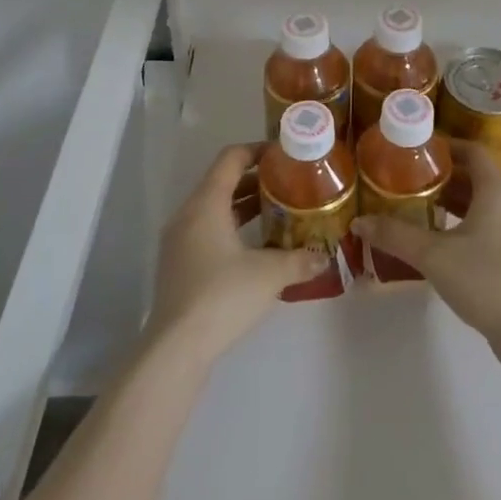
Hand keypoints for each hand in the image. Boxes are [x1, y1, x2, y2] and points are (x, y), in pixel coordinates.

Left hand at [148, 145, 324, 361]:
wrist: (176, 349)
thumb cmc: (223, 296)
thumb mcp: (270, 274)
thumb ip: (299, 260)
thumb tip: (324, 256)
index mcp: (206, 203)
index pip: (231, 158)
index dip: (257, 150)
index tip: (284, 155)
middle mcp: (188, 214)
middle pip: (222, 182)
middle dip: (256, 181)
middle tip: (289, 185)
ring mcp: (179, 241)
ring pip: (215, 209)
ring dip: (244, 207)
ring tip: (278, 213)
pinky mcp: (178, 265)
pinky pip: (207, 231)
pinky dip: (232, 229)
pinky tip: (256, 248)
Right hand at [352, 143, 500, 370]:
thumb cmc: (485, 279)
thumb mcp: (433, 255)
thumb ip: (395, 235)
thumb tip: (359, 222)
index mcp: (496, 190)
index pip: (472, 151)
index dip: (446, 146)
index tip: (418, 151)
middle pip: (476, 177)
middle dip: (443, 176)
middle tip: (410, 181)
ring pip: (483, 204)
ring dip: (454, 202)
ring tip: (421, 209)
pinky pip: (489, 226)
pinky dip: (466, 224)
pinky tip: (443, 243)